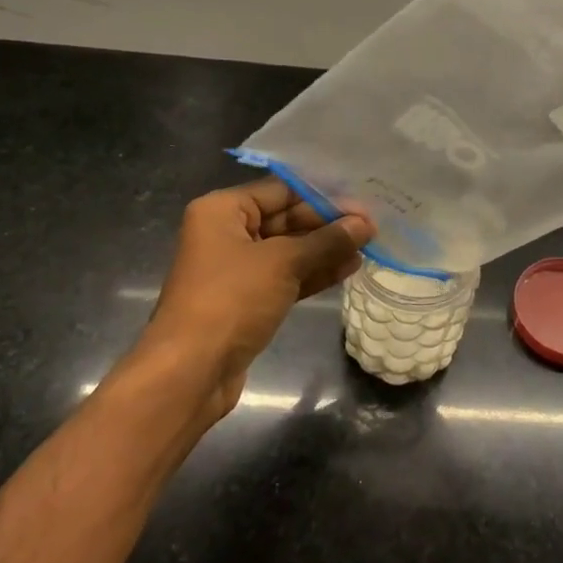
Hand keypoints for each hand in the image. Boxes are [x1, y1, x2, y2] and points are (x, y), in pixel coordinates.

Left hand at [133, 178, 373, 420]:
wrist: (191, 371)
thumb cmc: (231, 300)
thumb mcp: (283, 263)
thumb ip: (326, 241)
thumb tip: (364, 225)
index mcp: (222, 210)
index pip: (281, 191)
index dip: (323, 196)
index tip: (362, 203)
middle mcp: (226, 233)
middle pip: (285, 219)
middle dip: (327, 224)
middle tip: (371, 228)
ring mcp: (236, 269)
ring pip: (289, 250)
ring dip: (326, 250)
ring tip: (367, 247)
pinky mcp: (247, 300)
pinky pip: (286, 277)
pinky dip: (314, 273)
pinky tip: (348, 269)